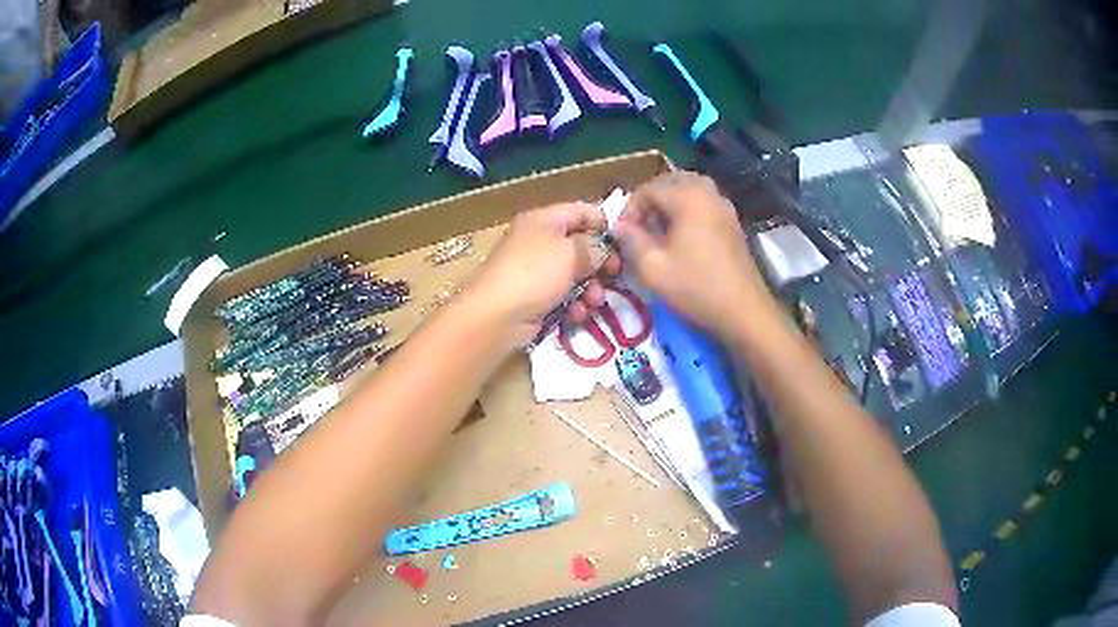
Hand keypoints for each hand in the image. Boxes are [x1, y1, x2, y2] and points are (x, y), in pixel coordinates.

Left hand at [468, 203, 620, 345]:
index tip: (626, 243)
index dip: (605, 224)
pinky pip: (563, 296)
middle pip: (581, 245)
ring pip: (575, 275)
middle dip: (600, 263)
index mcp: (544, 219)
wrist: (496, 316)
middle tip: (614, 276)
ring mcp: (536, 271)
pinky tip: (577, 315)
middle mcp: (539, 241)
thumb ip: (595, 247)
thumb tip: (604, 249)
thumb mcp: (571, 253)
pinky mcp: (535, 297)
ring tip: (594, 301)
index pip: (582, 211)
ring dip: (590, 288)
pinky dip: (574, 304)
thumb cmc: (535, 274)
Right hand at [614, 171, 771, 336]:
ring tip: (659, 232)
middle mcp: (709, 194)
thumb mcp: (653, 268)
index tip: (622, 234)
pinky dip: (688, 212)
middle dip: (651, 202)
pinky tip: (682, 240)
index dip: (630, 209)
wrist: (743, 311)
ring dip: (670, 205)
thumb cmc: (696, 288)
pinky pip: (705, 205)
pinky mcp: (733, 224)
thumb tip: (619, 227)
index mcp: (688, 198)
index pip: (649, 188)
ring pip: (690, 191)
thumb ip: (631, 241)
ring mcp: (725, 208)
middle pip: (672, 182)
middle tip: (640, 228)